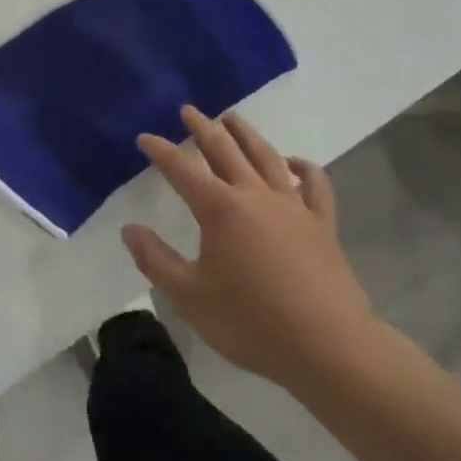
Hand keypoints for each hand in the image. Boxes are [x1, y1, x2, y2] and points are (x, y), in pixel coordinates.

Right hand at [124, 106, 387, 394]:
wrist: (330, 349)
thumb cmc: (252, 324)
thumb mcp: (189, 297)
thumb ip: (156, 260)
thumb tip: (130, 229)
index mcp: (219, 209)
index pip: (181, 169)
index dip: (161, 150)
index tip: (145, 137)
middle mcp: (254, 196)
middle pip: (224, 151)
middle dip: (203, 128)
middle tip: (188, 110)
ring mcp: (293, 207)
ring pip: (266, 157)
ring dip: (246, 134)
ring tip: (231, 118)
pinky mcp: (322, 225)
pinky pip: (315, 185)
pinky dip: (304, 167)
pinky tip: (294, 162)